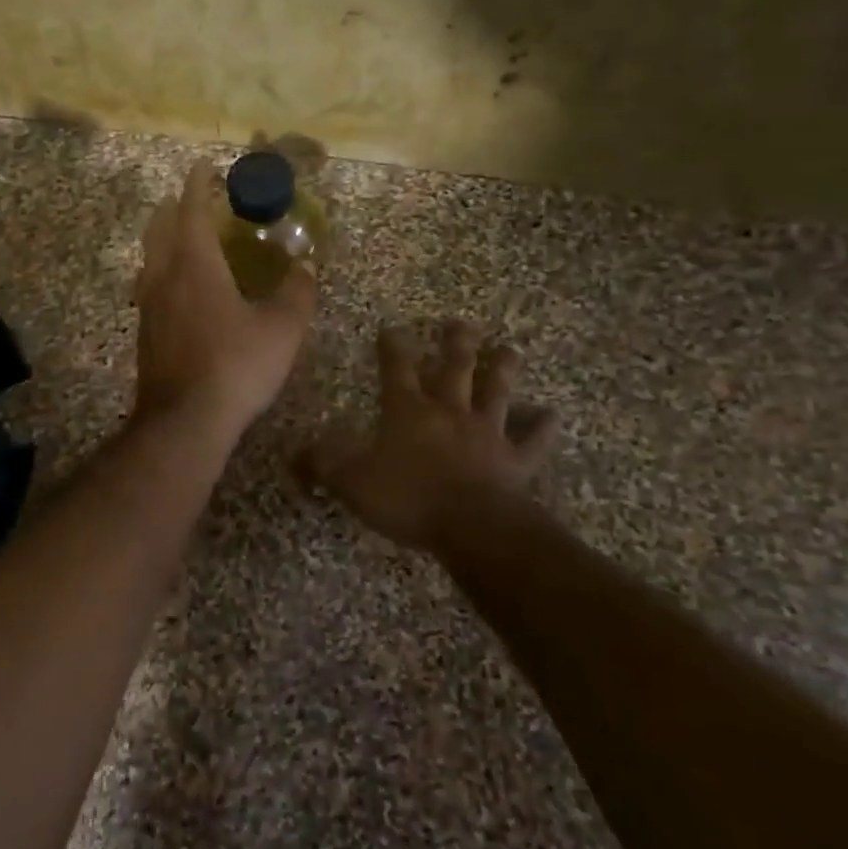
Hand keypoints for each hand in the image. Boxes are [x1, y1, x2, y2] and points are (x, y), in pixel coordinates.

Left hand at [133, 162, 315, 440]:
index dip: (197, 185)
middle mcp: (164, 277)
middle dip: (174, 207)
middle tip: (192, 200)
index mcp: (194, 265)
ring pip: (150, 258)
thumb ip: (298, 292)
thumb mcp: (282, 329)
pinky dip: (163, 271)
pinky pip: (150, 286)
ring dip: (164, 239)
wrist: (184, 422)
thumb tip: (307, 266)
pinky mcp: (145, 333)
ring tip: (185, 240)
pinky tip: (181, 291)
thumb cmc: (236, 366)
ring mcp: (148, 306)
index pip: (190, 210)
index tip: (203, 167)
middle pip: (159, 228)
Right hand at [303, 322, 553, 551]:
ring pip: (497, 392)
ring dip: (502, 370)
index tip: (392, 327)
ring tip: (508, 349)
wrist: (470, 525)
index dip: (393, 347)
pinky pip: (532, 440)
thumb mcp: (350, 482)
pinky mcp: (515, 460)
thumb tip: (294, 452)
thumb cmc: (407, 497)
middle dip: (455, 343)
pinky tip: (553, 415)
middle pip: (454, 368)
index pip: (396, 369)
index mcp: (408, 411)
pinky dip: (543, 427)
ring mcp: (486, 432)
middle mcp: (449, 411)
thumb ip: (322, 463)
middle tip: (460, 322)